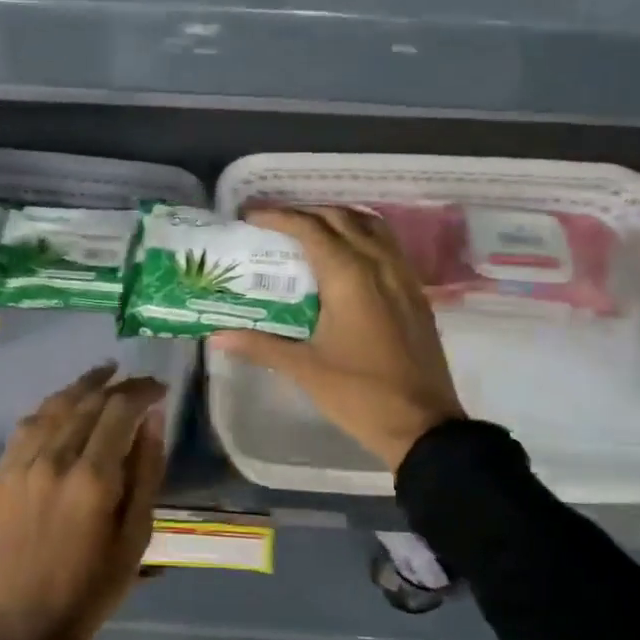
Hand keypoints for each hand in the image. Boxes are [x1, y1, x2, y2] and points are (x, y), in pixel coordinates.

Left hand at [0, 364, 167, 639]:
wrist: (25, 624)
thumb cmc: (93, 586)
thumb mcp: (137, 535)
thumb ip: (147, 470)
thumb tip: (153, 418)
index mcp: (93, 478)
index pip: (120, 409)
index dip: (142, 390)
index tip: (159, 388)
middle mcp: (54, 459)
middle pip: (88, 402)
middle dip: (117, 385)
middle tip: (138, 383)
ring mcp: (21, 464)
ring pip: (54, 406)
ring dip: (83, 387)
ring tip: (104, 375)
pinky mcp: (0, 474)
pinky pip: (27, 425)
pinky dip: (51, 408)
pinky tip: (64, 405)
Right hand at [212, 206, 464, 470]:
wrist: (423, 425)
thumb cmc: (359, 395)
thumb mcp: (305, 369)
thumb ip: (260, 344)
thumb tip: (216, 336)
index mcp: (349, 276)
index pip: (310, 229)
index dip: (279, 217)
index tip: (251, 216)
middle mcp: (379, 265)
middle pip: (341, 218)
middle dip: (306, 213)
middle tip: (276, 225)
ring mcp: (403, 277)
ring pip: (370, 227)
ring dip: (338, 220)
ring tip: (311, 232)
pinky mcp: (416, 294)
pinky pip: (388, 246)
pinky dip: (363, 237)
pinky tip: (347, 259)